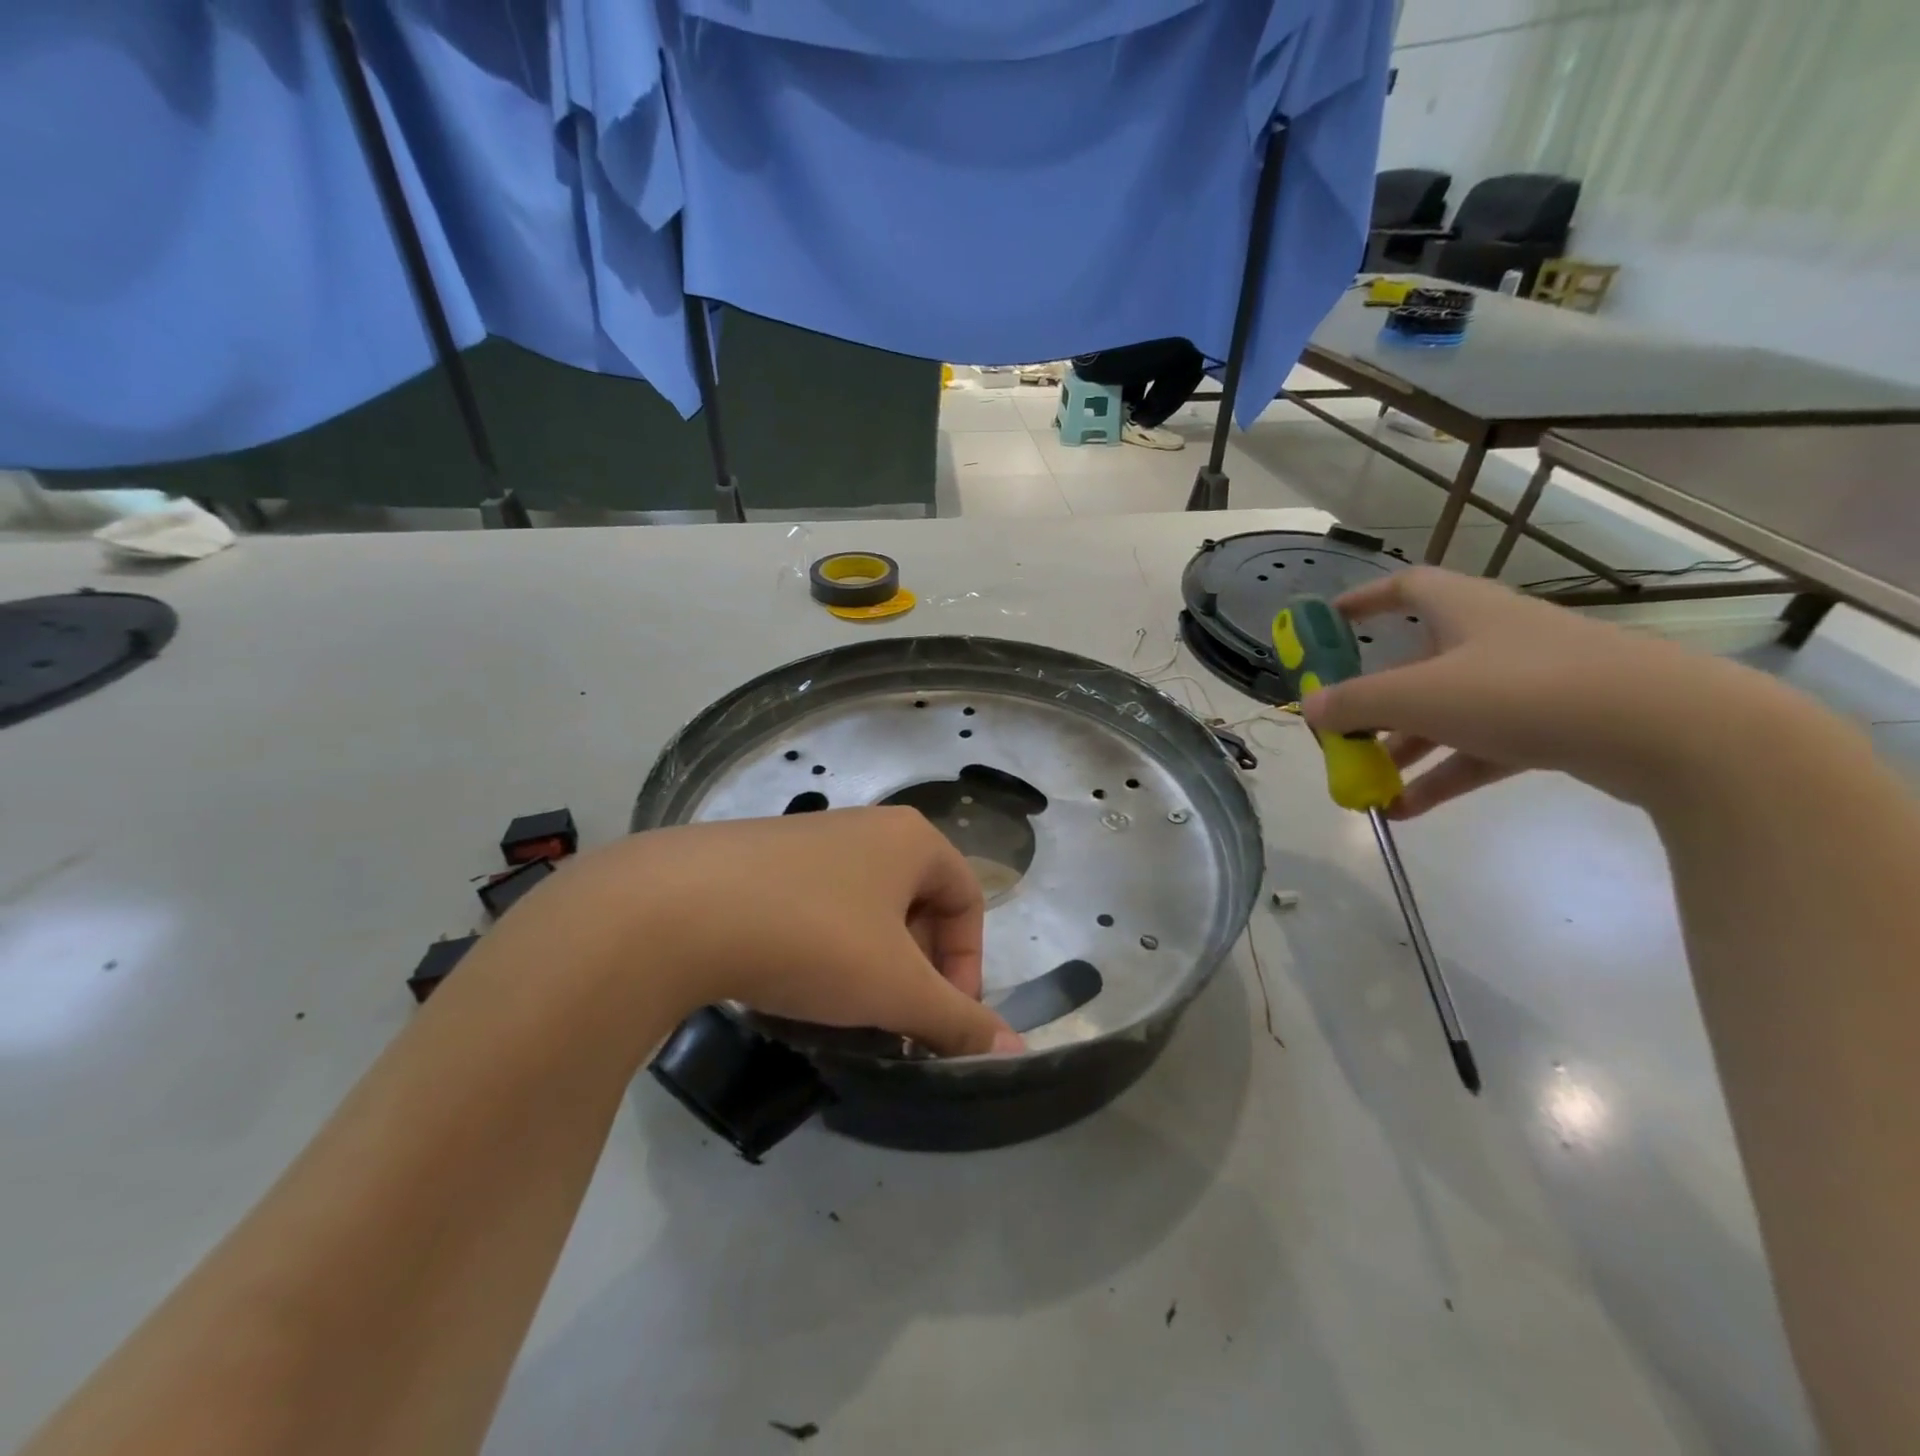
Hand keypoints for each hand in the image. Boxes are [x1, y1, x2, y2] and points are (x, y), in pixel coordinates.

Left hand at [508, 807, 1020, 1056]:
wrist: (676, 908)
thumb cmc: (812, 937)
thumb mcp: (895, 988)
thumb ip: (958, 1021)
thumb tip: (1020, 1055)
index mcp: (911, 839)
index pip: (968, 900)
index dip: (967, 965)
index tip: (939, 1018)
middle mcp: (865, 827)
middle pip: (916, 904)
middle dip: (914, 968)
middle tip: (891, 1020)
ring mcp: (807, 839)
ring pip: (863, 909)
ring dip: (867, 964)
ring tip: (840, 1011)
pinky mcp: (758, 859)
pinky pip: (814, 906)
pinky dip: (820, 949)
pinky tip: (789, 985)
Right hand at [1302, 567, 1758, 816]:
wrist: (1670, 731)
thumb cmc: (1525, 690)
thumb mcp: (1421, 696)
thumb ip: (1357, 703)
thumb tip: (1306, 708)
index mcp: (1463, 611)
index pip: (1406, 588)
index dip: (1363, 602)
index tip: (1329, 624)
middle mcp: (1492, 640)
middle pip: (1417, 665)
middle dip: (1374, 703)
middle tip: (1340, 735)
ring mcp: (1526, 685)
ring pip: (1447, 714)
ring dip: (1404, 749)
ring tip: (1366, 789)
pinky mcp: (1554, 726)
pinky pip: (1480, 749)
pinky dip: (1444, 775)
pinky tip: (1408, 810)